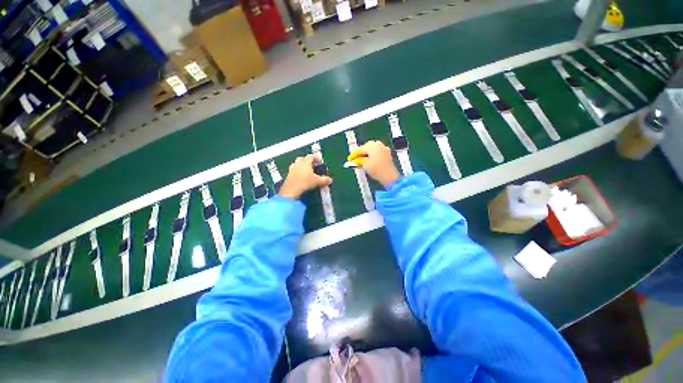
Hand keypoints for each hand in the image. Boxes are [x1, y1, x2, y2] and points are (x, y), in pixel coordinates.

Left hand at [278, 154, 332, 199]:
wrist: (291, 190)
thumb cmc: (304, 182)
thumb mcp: (317, 181)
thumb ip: (324, 180)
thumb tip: (329, 180)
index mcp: (306, 162)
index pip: (311, 156)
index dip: (316, 157)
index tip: (320, 160)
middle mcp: (298, 163)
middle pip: (303, 158)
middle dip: (308, 161)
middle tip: (313, 165)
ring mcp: (292, 169)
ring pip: (297, 164)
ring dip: (302, 166)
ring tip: (307, 171)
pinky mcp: (288, 175)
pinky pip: (294, 171)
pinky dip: (298, 172)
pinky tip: (301, 177)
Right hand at [348, 140, 399, 187]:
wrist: (389, 176)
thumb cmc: (377, 170)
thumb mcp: (365, 165)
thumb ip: (359, 161)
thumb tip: (355, 160)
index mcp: (372, 146)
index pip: (360, 149)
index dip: (353, 155)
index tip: (350, 159)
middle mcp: (379, 145)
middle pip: (366, 147)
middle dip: (360, 153)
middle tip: (355, 159)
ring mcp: (384, 149)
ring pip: (372, 149)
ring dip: (367, 154)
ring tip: (362, 160)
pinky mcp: (387, 154)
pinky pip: (377, 152)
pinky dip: (372, 155)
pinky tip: (370, 161)